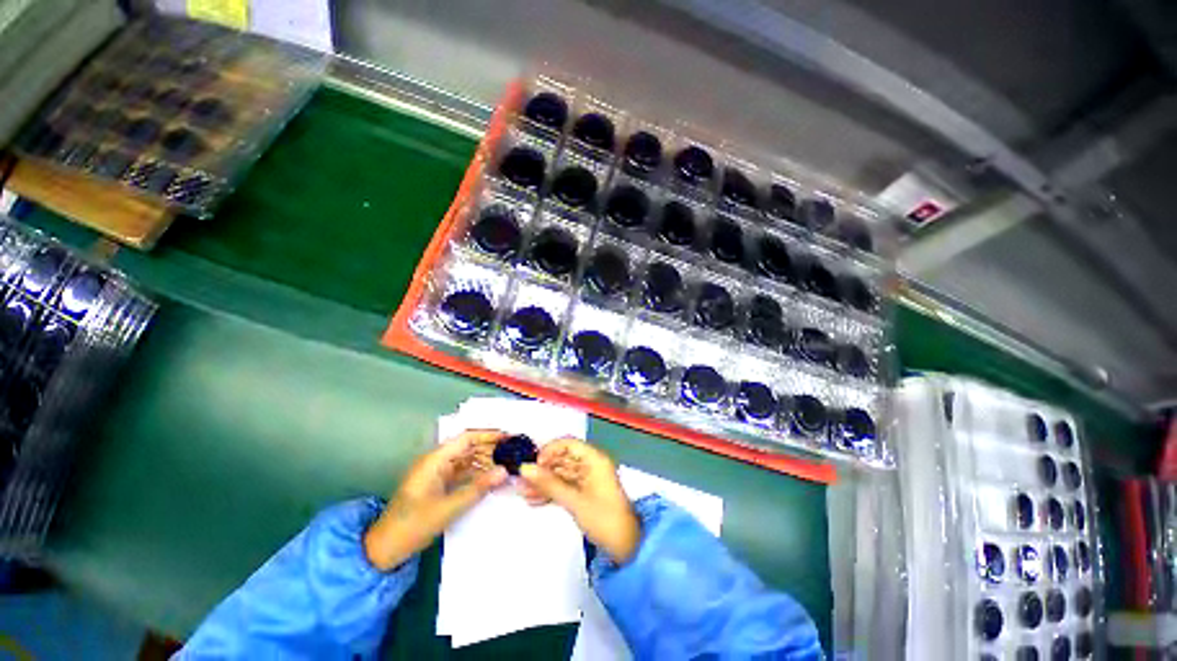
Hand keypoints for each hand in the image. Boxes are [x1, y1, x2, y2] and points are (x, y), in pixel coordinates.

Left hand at [364, 430, 507, 569]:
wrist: (385, 549)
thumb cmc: (413, 525)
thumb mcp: (448, 508)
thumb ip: (478, 488)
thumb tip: (504, 472)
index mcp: (435, 460)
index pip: (467, 438)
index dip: (489, 435)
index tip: (510, 437)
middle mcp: (437, 461)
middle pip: (469, 447)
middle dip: (491, 448)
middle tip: (514, 452)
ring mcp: (438, 472)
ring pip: (468, 459)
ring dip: (486, 461)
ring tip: (507, 464)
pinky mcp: (439, 484)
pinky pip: (463, 472)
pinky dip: (478, 473)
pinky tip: (492, 478)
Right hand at [519, 438, 639, 563]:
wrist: (626, 547)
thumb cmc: (604, 518)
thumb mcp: (574, 500)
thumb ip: (549, 484)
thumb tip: (525, 469)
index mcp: (594, 459)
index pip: (568, 444)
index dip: (550, 450)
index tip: (534, 464)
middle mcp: (591, 465)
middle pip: (563, 458)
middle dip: (543, 468)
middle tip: (522, 480)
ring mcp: (588, 479)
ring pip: (562, 473)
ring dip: (544, 482)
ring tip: (524, 492)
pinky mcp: (585, 493)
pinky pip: (565, 486)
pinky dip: (551, 491)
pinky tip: (534, 499)